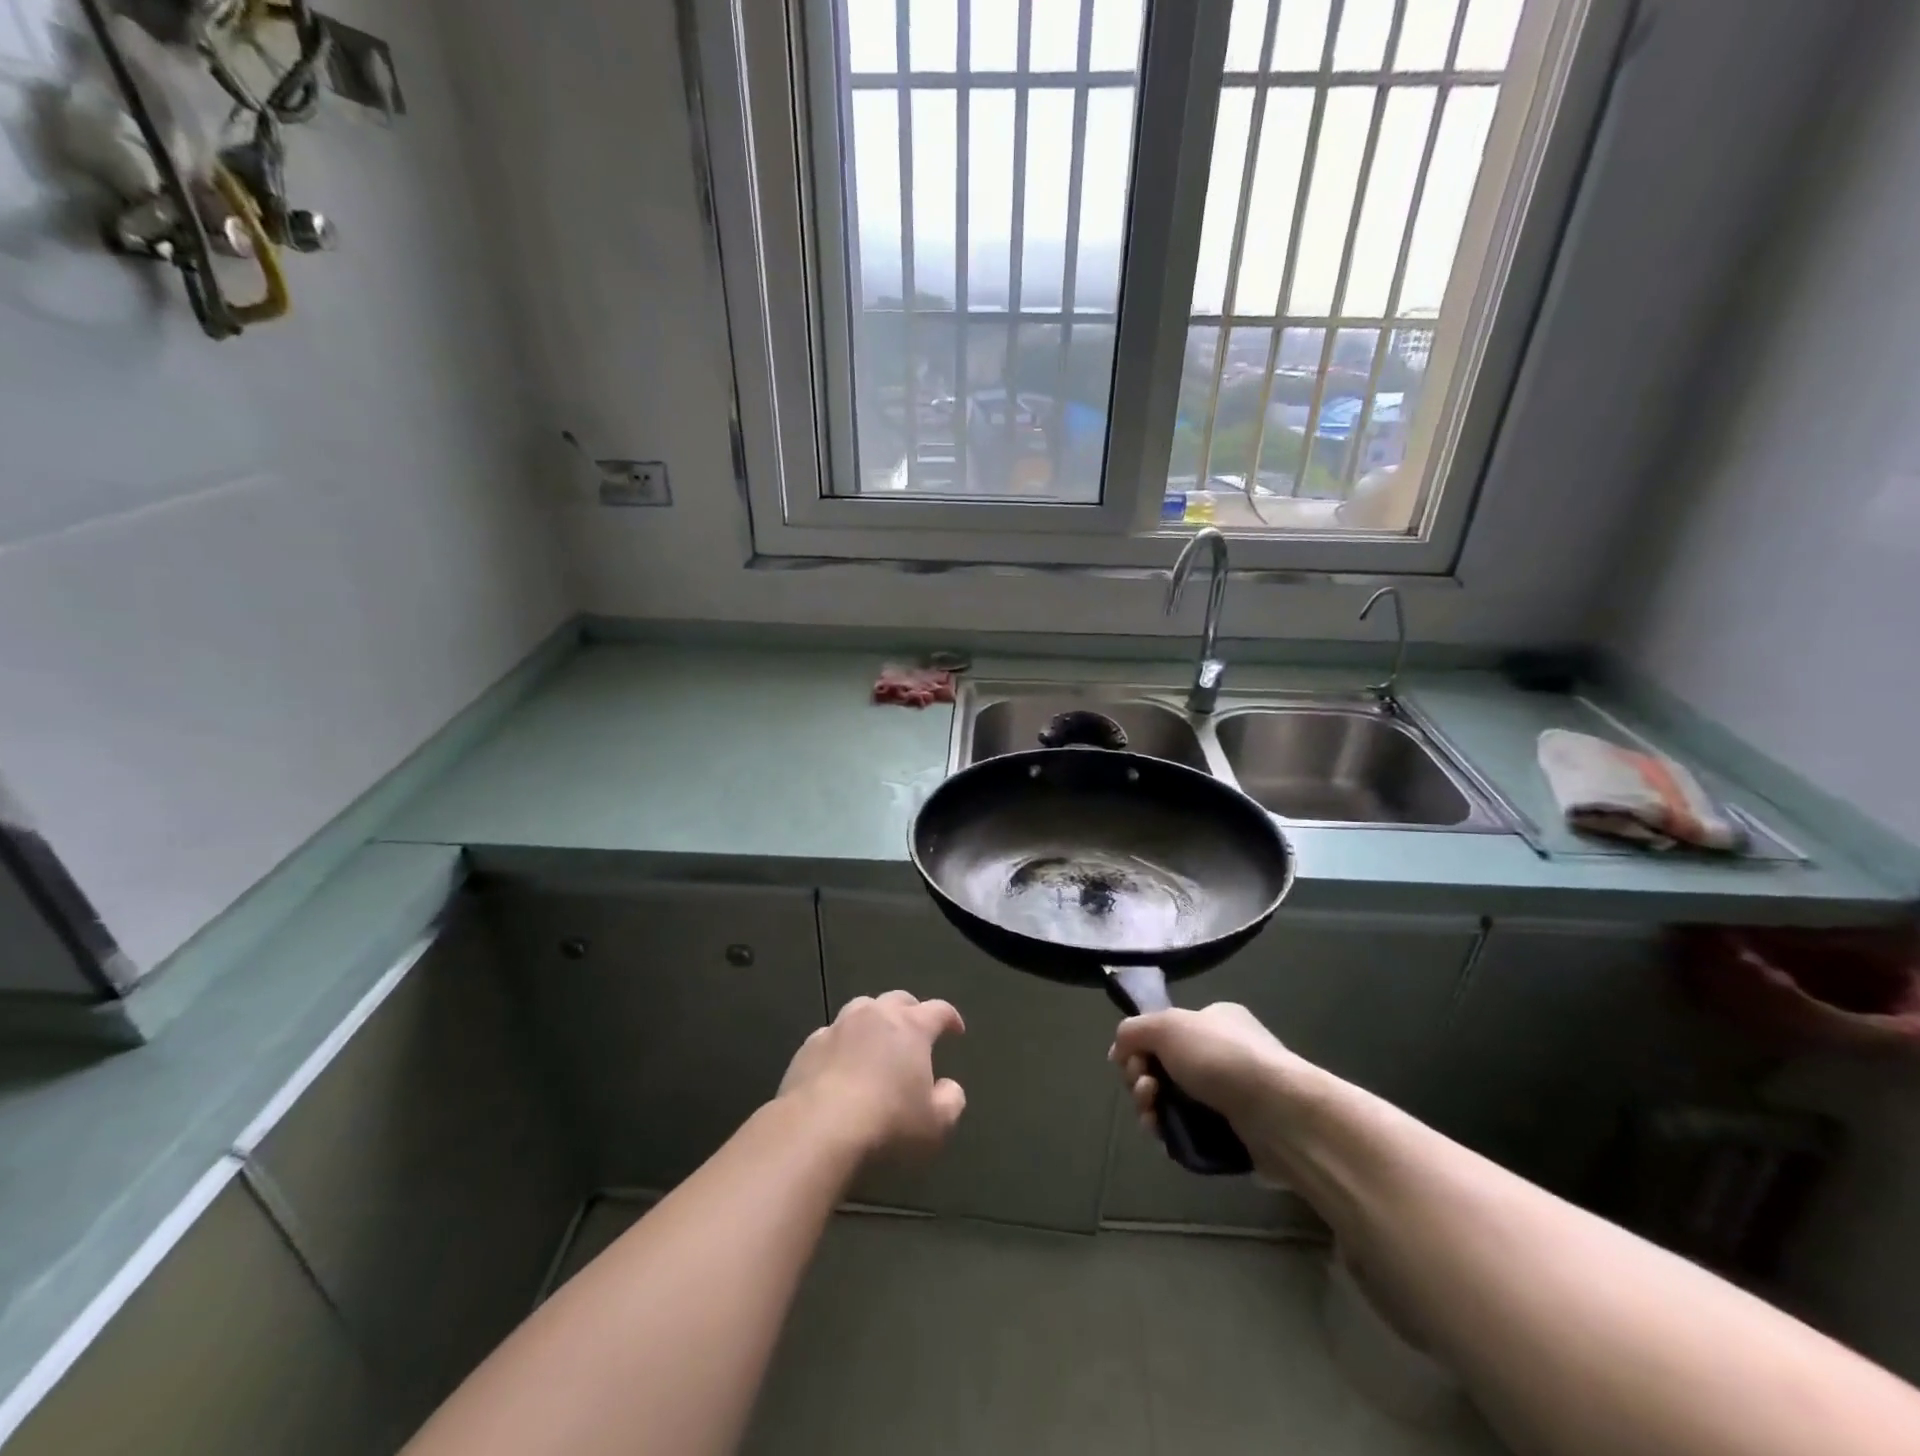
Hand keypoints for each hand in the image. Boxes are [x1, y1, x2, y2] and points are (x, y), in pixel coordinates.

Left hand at [780, 991, 966, 1159]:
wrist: (817, 1130)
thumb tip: (949, 1087)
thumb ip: (950, 1101)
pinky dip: (842, 1043)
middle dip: (911, 1010)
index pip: (938, 1010)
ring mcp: (838, 1027)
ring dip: (873, 1019)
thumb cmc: (887, 1124)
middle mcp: (875, 1016)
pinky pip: (831, 1035)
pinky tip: (841, 1063)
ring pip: (860, 1009)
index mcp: (911, 1027)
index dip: (950, 1018)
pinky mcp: (808, 1047)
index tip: (956, 1030)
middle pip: (898, 1000)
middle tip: (917, 1028)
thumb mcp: (936, 1125)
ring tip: (876, 1039)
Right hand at [1109, 1002, 1302, 1139]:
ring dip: (1151, 1107)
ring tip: (1152, 1114)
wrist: (1279, 1115)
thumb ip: (1134, 1030)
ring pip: (1173, 1102)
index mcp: (1214, 1021)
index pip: (1166, 1031)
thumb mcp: (1167, 1025)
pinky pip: (1190, 1132)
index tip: (1130, 1060)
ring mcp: (1230, 1097)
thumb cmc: (1222, 1058)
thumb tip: (1118, 1050)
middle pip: (1164, 1068)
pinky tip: (1164, 1134)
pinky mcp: (1235, 1136)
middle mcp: (1223, 1055)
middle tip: (1144, 1088)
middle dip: (1142, 1078)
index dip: (1141, 1046)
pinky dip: (1170, 1133)